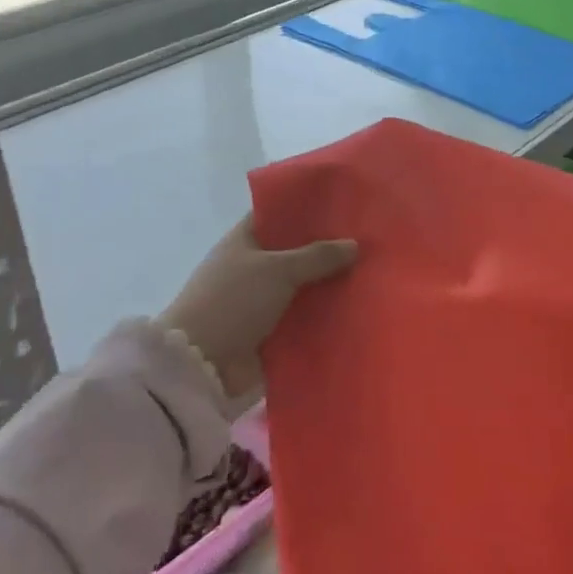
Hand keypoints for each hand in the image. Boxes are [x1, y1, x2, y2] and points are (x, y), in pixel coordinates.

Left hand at [157, 217, 356, 397]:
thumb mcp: (278, 270)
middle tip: (367, 243)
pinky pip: (303, 319)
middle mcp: (252, 267)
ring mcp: (260, 301)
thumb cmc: (233, 302)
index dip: (306, 209)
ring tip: (371, 276)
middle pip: (295, 252)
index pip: (277, 215)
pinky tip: (356, 310)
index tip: (342, 208)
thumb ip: (317, 256)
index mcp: (244, 240)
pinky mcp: (269, 333)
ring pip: (303, 287)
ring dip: (328, 286)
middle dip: (327, 250)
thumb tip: (354, 245)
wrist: (201, 365)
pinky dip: (323, 317)